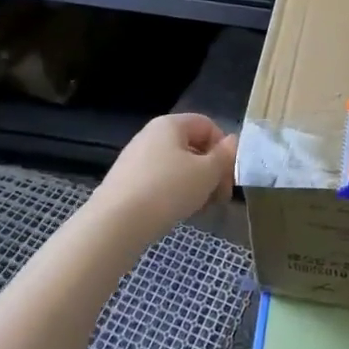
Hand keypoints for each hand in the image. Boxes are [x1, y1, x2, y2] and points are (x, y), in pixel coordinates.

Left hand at [91, 113, 237, 239]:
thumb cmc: (167, 190)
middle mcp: (151, 135)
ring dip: (196, 185)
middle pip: (193, 147)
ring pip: (177, 167)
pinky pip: (160, 181)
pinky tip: (178, 214)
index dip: (224, 149)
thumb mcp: (206, 173)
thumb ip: (224, 156)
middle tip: (220, 198)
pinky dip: (174, 194)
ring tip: (200, 209)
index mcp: (170, 124)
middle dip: (211, 171)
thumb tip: (233, 142)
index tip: (229, 177)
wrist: (115, 224)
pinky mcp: (126, 182)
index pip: (208, 125)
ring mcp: (136, 159)